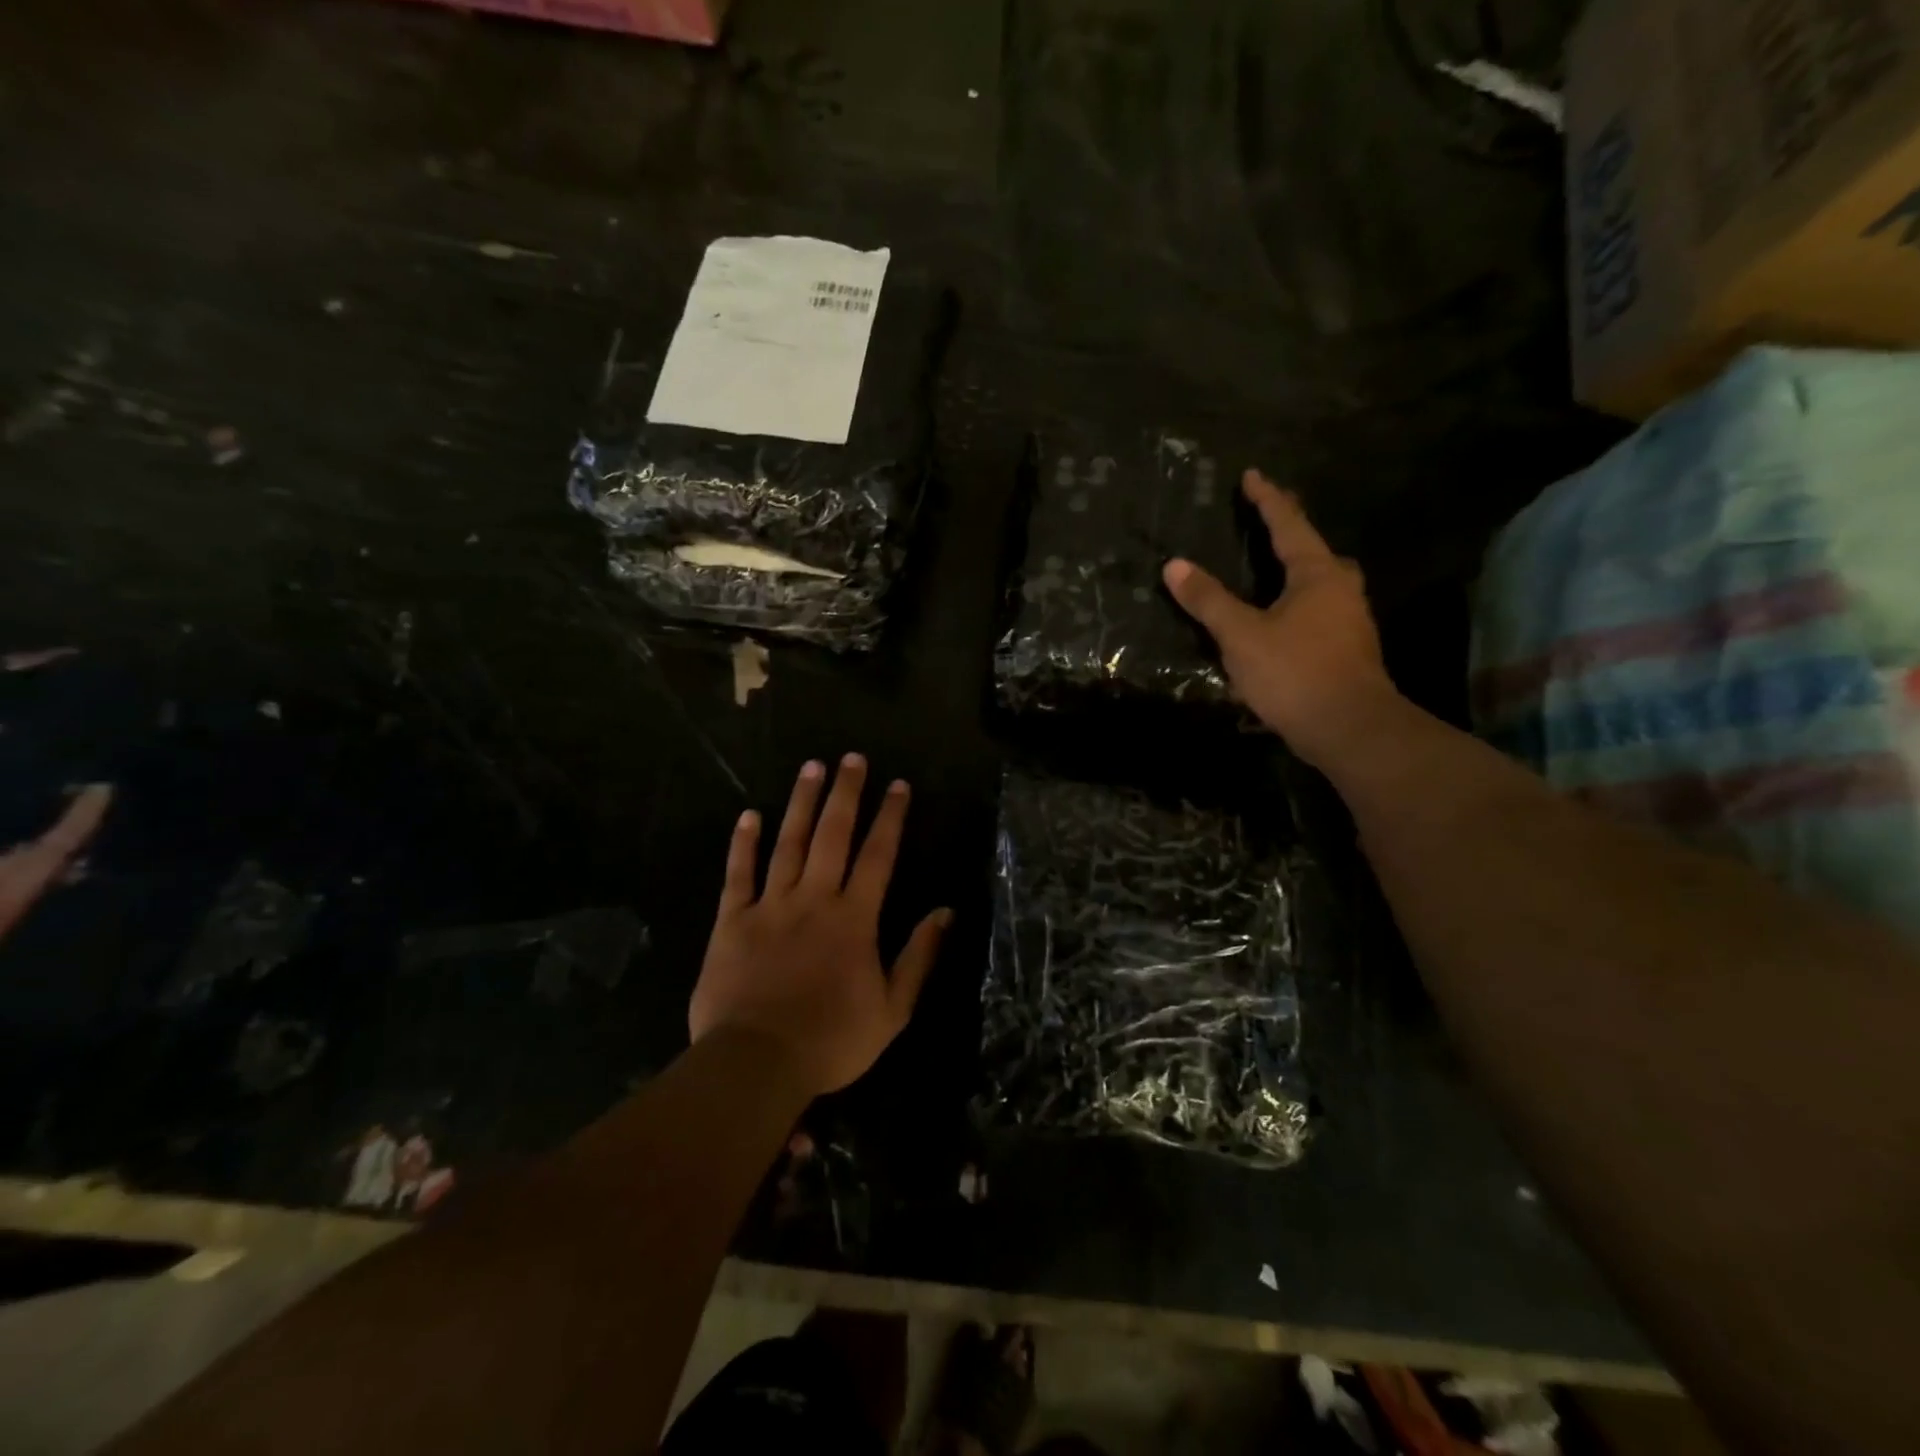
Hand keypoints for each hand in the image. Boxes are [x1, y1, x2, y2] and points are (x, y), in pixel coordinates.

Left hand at [690, 754, 951, 1099]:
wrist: (757, 1062)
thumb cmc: (832, 1040)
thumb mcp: (893, 1009)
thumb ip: (918, 957)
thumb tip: (945, 912)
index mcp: (854, 918)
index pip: (878, 855)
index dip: (890, 817)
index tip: (898, 785)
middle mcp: (814, 899)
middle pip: (833, 835)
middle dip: (845, 793)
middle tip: (852, 758)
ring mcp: (770, 906)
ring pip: (788, 842)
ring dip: (801, 803)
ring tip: (810, 767)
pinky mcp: (732, 920)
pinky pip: (738, 874)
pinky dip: (743, 843)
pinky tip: (750, 815)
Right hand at [1163, 470, 1399, 769]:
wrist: (1350, 728)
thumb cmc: (1295, 673)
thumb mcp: (1241, 636)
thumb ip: (1208, 600)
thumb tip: (1175, 565)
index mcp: (1317, 573)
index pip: (1288, 524)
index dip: (1267, 500)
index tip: (1252, 475)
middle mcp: (1340, 588)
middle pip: (1313, 549)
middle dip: (1289, 533)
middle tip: (1265, 521)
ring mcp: (1349, 619)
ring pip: (1320, 582)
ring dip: (1295, 570)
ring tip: (1269, 568)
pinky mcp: (1347, 648)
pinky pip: (1318, 609)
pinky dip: (1296, 601)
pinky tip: (1280, 617)